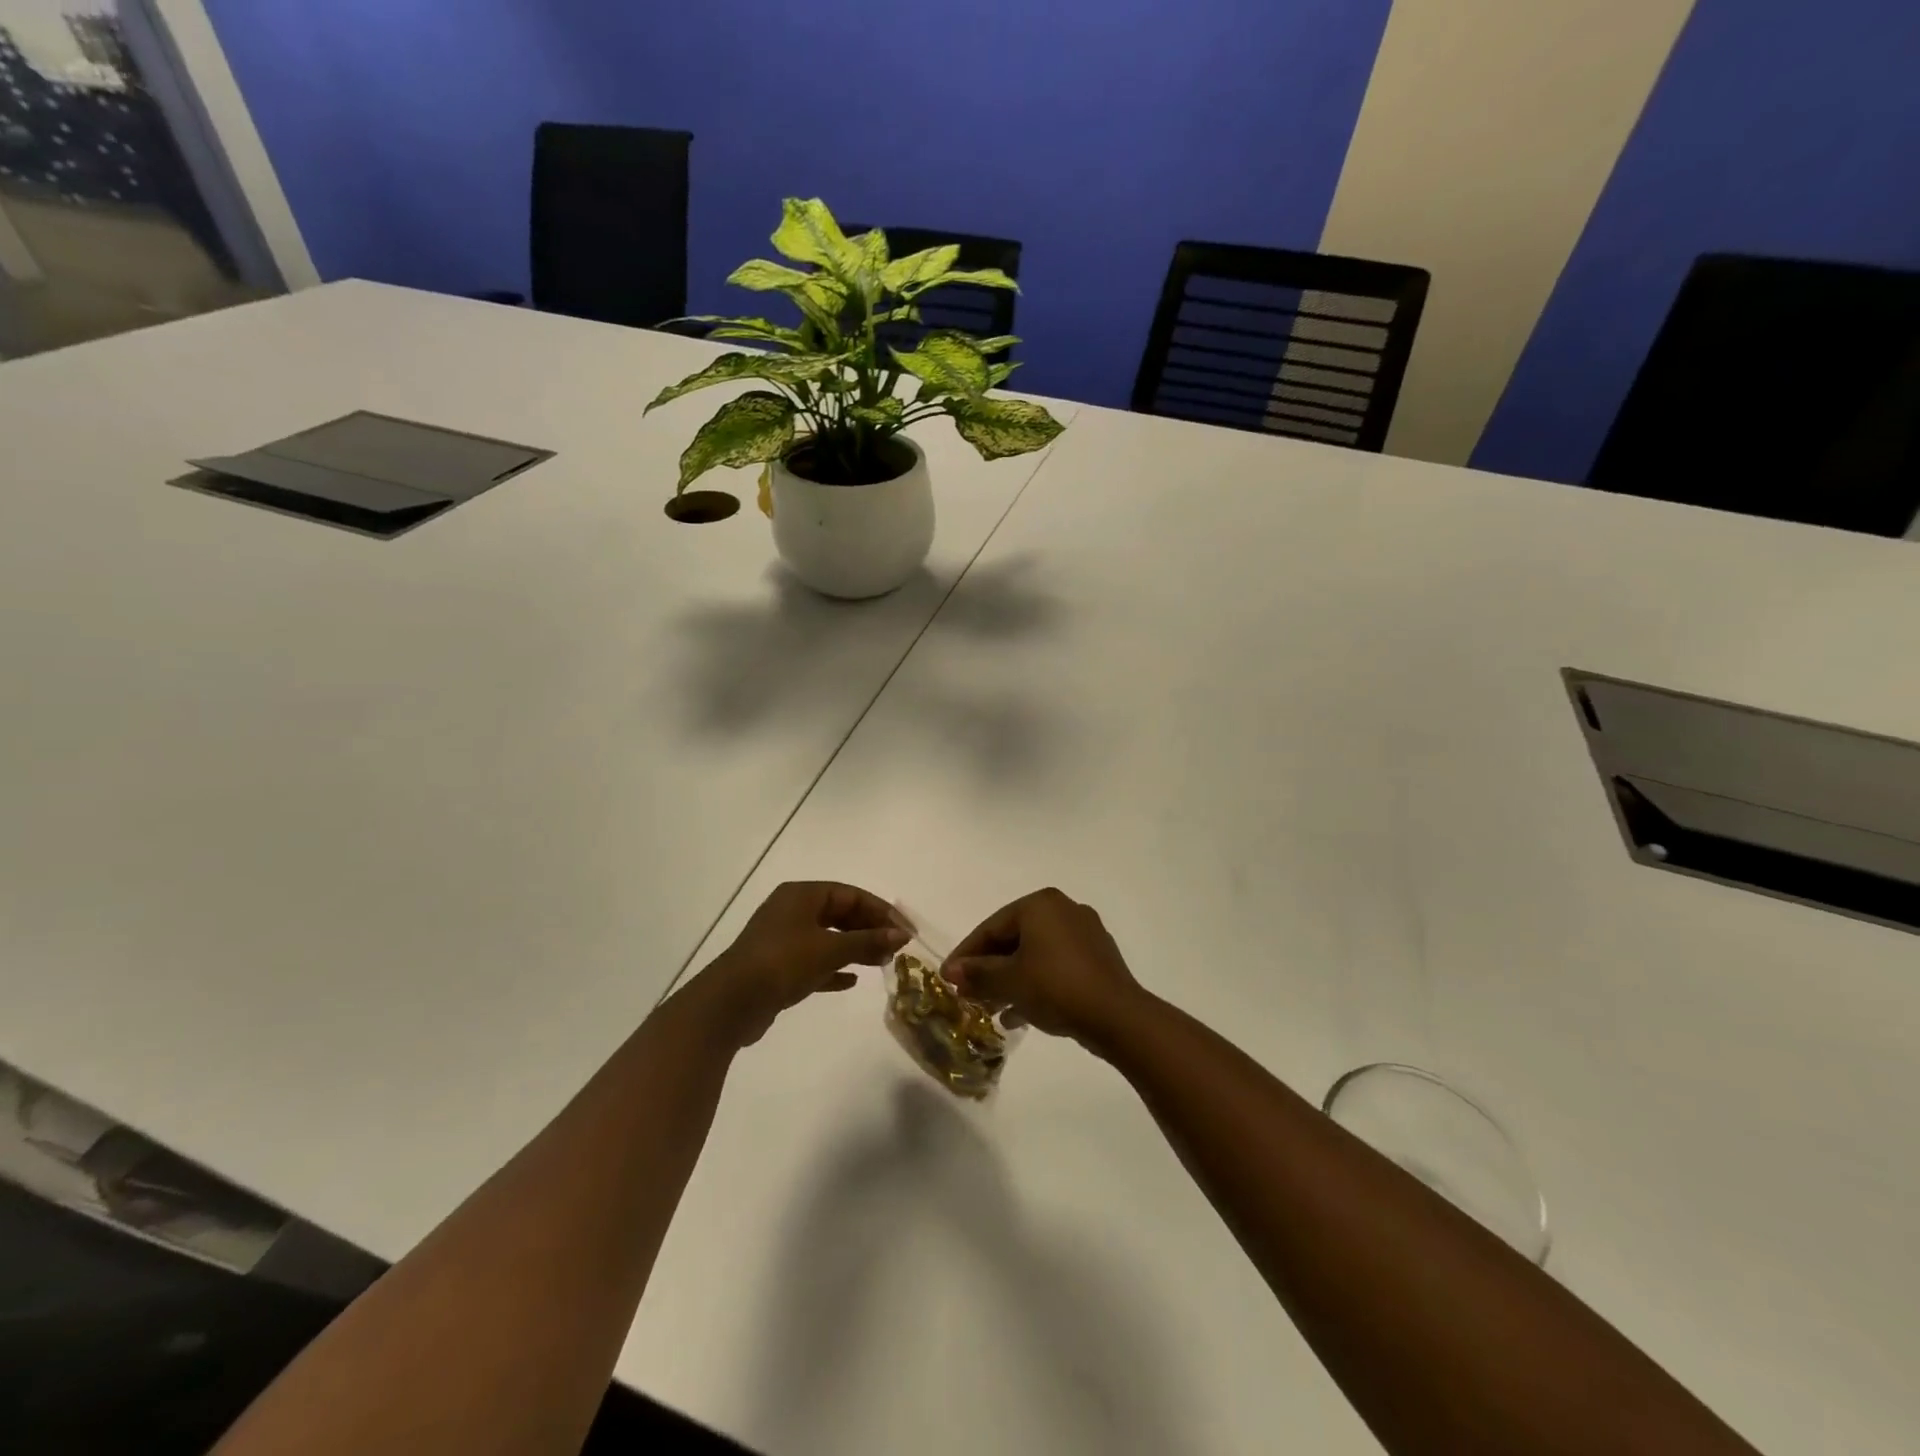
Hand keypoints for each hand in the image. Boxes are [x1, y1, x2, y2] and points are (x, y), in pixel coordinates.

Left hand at [691, 882, 905, 1047]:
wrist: (731, 1003)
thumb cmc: (782, 963)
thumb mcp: (830, 949)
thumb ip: (868, 941)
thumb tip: (901, 935)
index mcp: (802, 895)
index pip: (851, 894)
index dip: (881, 911)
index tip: (905, 931)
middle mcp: (792, 911)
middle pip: (840, 914)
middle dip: (869, 930)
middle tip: (895, 949)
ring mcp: (783, 939)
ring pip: (828, 938)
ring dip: (855, 949)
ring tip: (881, 964)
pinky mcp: (778, 967)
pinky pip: (814, 961)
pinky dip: (834, 968)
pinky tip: (851, 981)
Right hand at [943, 888, 1144, 1047]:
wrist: (1116, 1016)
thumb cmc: (1055, 987)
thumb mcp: (1009, 981)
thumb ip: (978, 974)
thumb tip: (952, 972)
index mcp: (1040, 904)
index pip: (991, 926)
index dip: (966, 954)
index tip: (947, 977)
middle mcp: (1064, 909)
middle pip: (1014, 938)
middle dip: (989, 969)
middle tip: (968, 993)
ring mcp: (1085, 933)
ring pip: (1035, 954)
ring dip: (1010, 979)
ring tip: (990, 1008)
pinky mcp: (1098, 958)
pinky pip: (1056, 965)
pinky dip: (1035, 983)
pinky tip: (1020, 1013)